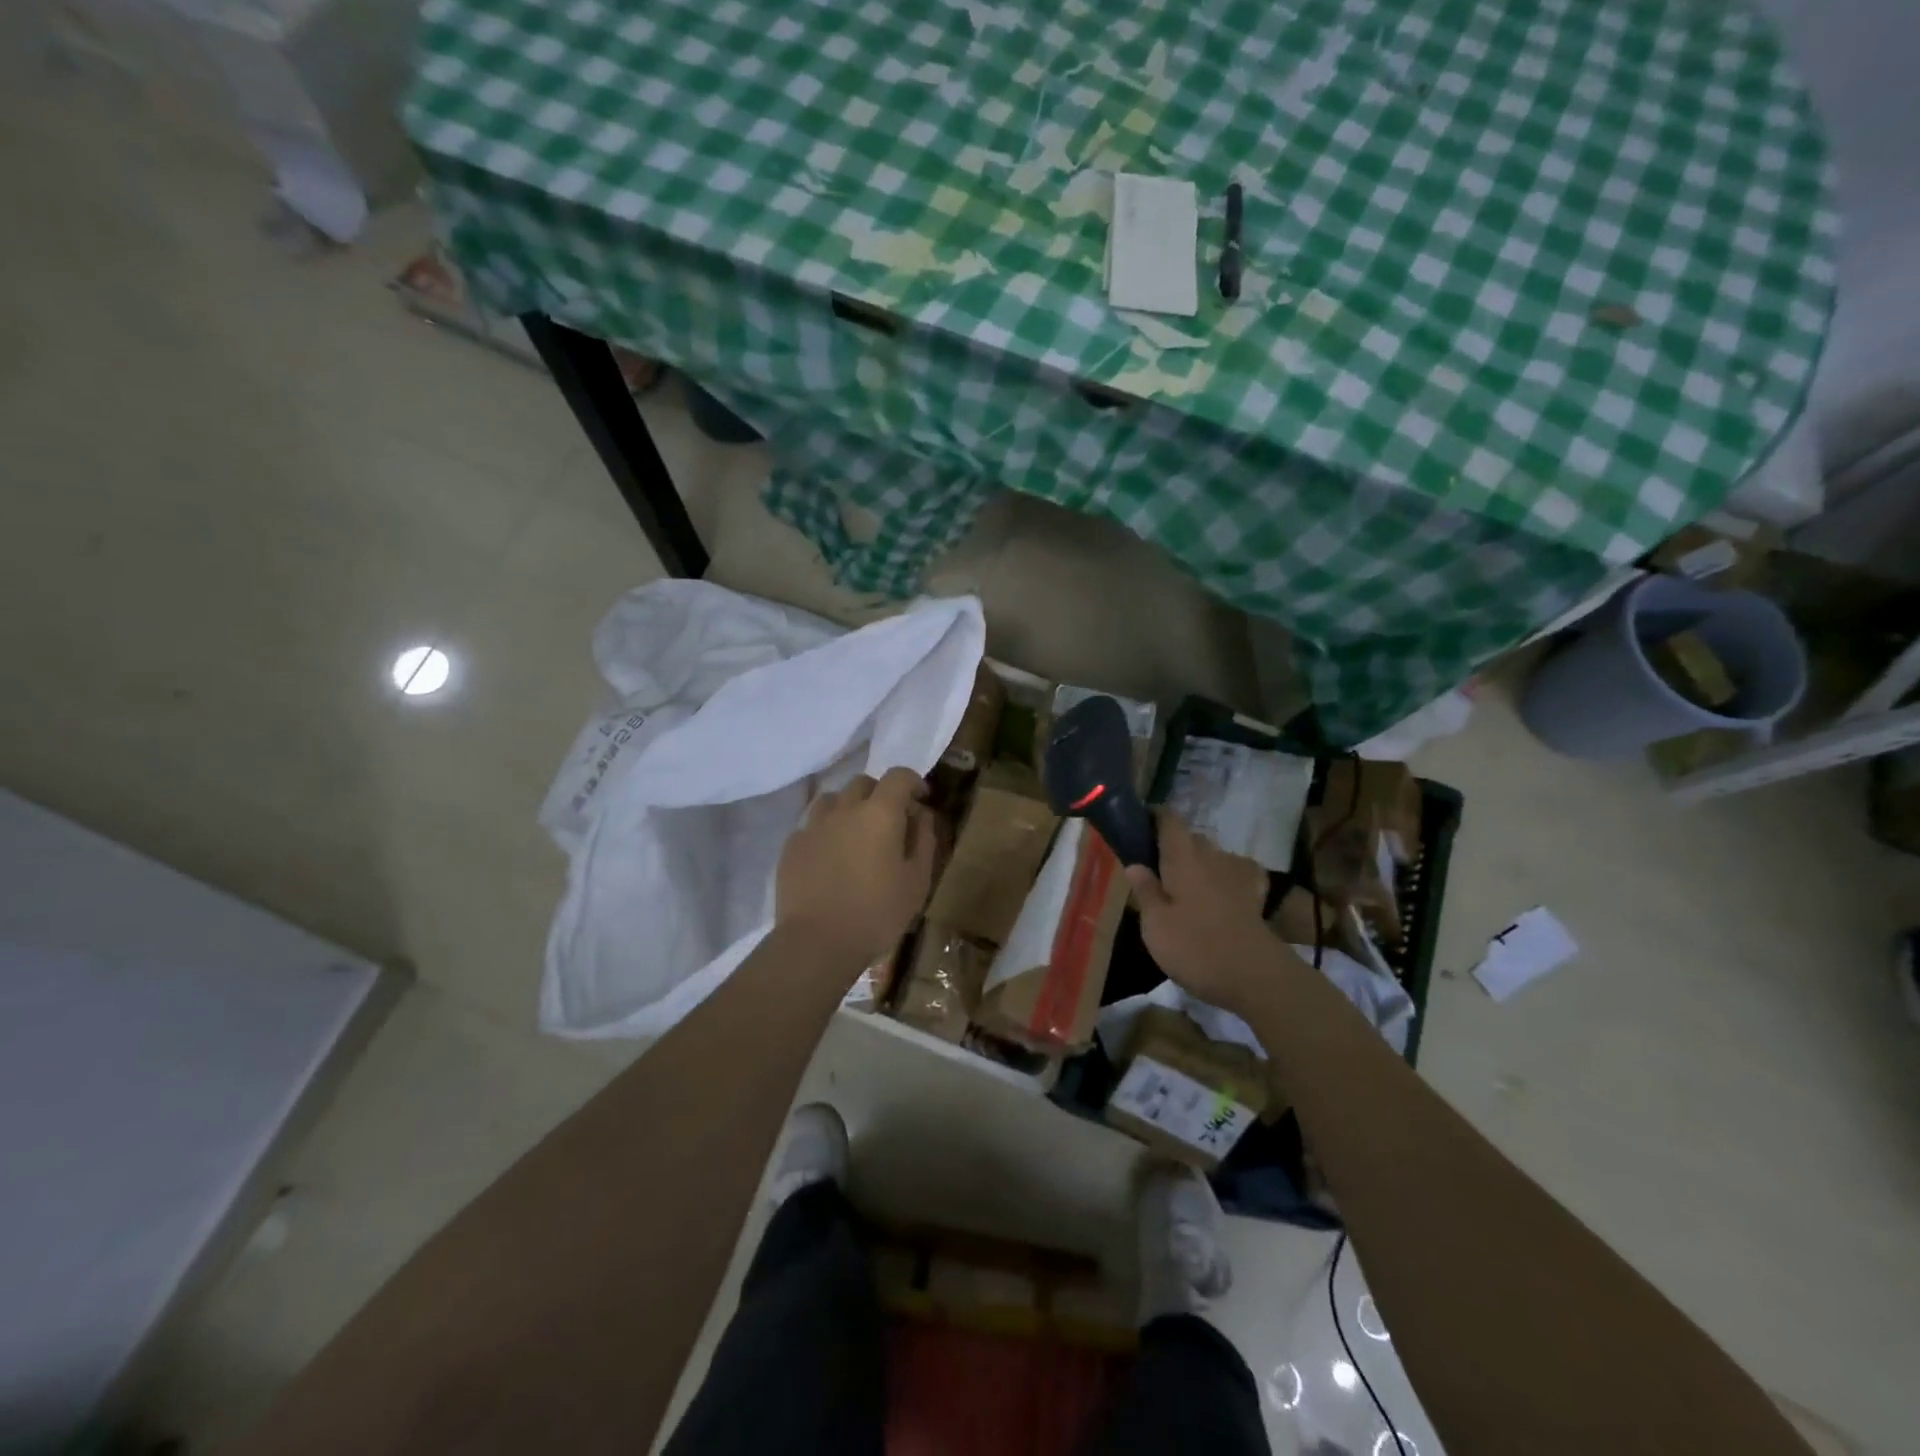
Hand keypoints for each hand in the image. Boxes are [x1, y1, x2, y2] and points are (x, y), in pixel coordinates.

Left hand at [776, 767, 937, 971]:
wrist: (816, 942)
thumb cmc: (877, 913)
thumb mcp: (917, 881)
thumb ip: (924, 840)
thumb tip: (921, 814)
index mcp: (879, 813)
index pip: (899, 776)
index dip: (913, 782)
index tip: (921, 799)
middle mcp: (844, 809)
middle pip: (863, 782)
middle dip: (880, 794)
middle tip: (890, 821)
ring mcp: (813, 825)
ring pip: (833, 800)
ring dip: (849, 808)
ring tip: (856, 835)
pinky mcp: (792, 845)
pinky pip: (812, 825)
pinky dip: (826, 831)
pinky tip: (831, 858)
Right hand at [1124, 813, 1282, 1014]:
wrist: (1253, 975)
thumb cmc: (1194, 946)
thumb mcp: (1155, 924)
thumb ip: (1145, 890)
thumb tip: (1135, 864)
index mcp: (1182, 857)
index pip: (1169, 819)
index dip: (1155, 816)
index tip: (1141, 824)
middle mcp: (1211, 855)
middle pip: (1191, 838)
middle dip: (1174, 846)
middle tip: (1157, 869)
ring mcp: (1237, 872)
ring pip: (1213, 856)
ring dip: (1199, 864)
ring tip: (1186, 887)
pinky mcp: (1255, 893)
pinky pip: (1237, 872)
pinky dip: (1226, 876)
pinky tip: (1221, 892)